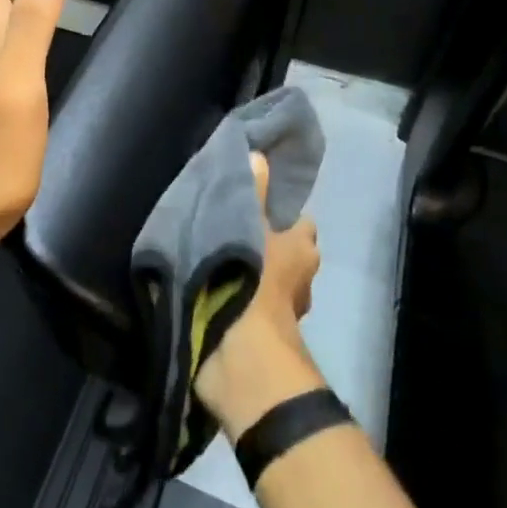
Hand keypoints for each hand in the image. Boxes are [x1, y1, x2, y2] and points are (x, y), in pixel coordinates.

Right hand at [194, 152, 326, 438]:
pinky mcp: (253, 334)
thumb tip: (257, 153)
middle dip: (261, 242)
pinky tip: (204, 283)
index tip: (255, 202)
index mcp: (303, 252)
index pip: (299, 223)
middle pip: (283, 252)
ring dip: (244, 270)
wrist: (240, 353)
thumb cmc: (252, 281)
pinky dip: (229, 295)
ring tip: (209, 251)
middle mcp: (298, 281)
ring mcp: (277, 311)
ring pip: (264, 279)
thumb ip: (252, 191)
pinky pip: (242, 302)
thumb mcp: (249, 225)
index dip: (282, 212)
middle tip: (227, 224)